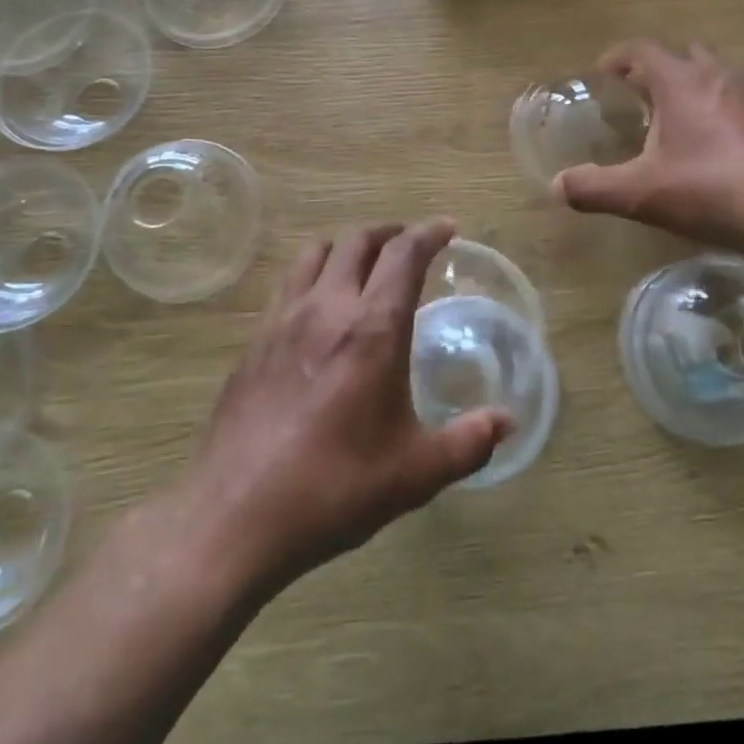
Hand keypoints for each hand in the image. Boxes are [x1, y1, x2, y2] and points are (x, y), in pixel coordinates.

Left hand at [176, 220, 510, 598]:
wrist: (235, 516)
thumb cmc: (335, 488)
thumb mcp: (415, 473)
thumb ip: (468, 441)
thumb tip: (508, 421)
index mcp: (372, 329)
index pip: (403, 255)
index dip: (429, 233)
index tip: (447, 228)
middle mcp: (326, 309)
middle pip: (357, 241)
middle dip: (389, 233)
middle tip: (409, 245)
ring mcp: (282, 321)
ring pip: (314, 253)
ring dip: (346, 247)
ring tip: (364, 266)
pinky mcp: (253, 342)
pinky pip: (288, 285)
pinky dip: (312, 276)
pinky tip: (318, 310)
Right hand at [553, 41, 743, 253]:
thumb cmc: (712, 191)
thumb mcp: (642, 194)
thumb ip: (594, 188)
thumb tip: (555, 186)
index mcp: (681, 82)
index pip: (642, 49)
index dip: (617, 57)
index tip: (601, 74)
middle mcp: (718, 76)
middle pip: (682, 52)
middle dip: (655, 67)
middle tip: (636, 95)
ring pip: (714, 72)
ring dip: (690, 83)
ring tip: (673, 116)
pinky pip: (738, 96)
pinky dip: (718, 105)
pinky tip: (713, 141)